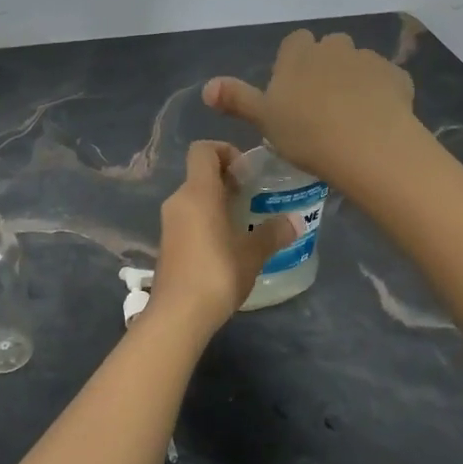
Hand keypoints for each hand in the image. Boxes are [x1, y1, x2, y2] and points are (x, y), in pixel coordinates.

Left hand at [145, 141, 294, 333]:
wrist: (178, 314)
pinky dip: (207, 219)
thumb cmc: (217, 273)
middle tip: (253, 198)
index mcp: (197, 192)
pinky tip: (228, 243)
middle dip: (228, 180)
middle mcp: (178, 199)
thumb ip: (273, 233)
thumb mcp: (252, 253)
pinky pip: (189, 217)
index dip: (225, 151)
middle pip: (200, 174)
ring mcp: (169, 222)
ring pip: (195, 197)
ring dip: (218, 202)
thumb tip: (295, 221)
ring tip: (246, 222)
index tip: (247, 172)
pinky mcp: (167, 242)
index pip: (203, 150)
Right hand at [203, 30, 416, 184]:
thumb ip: (236, 100)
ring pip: (358, 64)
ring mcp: (369, 60)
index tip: (292, 92)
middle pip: (328, 48)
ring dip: (353, 81)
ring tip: (351, 117)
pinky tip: (377, 121)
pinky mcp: (398, 77)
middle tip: (320, 106)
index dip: (293, 63)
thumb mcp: (263, 120)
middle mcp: (334, 47)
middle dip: (325, 68)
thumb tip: (206, 87)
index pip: (295, 42)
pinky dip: (381, 94)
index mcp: (298, 54)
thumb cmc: (306, 133)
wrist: (369, 147)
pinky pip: (385, 81)